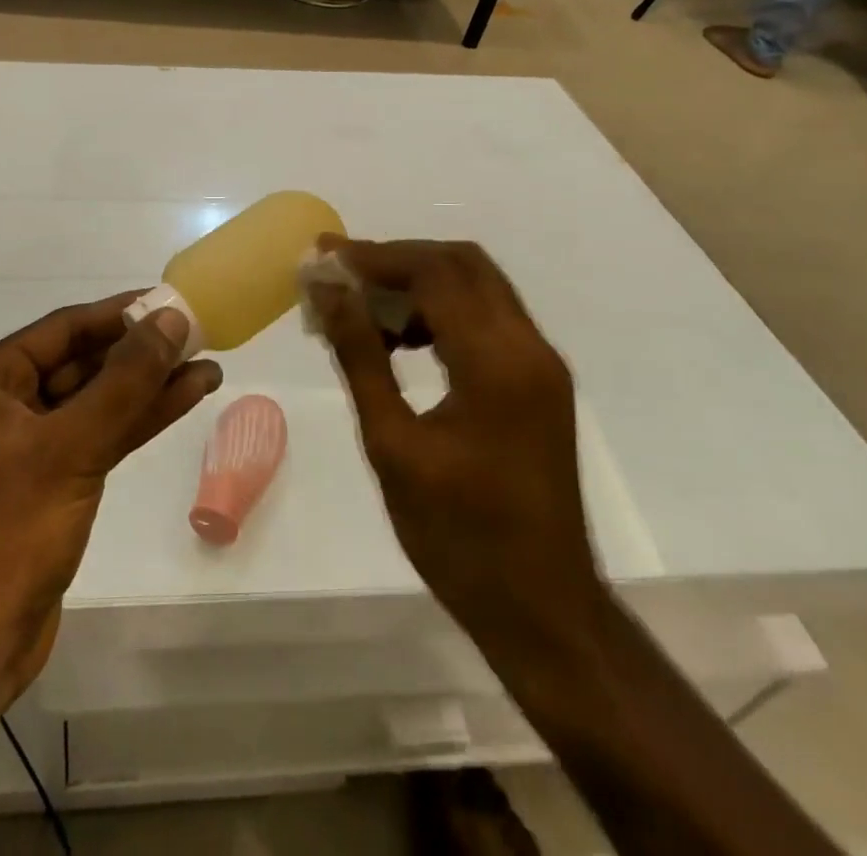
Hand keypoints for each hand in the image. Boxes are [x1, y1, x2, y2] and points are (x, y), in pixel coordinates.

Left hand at [0, 296, 222, 695]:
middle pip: (83, 362)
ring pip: (98, 401)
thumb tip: (170, 319)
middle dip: (141, 351)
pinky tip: (185, 400)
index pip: (64, 328)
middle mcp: (4, 404)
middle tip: (199, 334)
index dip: (121, 313)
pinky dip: (139, 420)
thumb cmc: (8, 533)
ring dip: (150, 385)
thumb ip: (125, 380)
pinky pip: (100, 435)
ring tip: (207, 365)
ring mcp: (28, 445)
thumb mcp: (71, 447)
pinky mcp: (52, 482)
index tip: (173, 301)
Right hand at [305, 238, 601, 645]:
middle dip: (398, 259)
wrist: (543, 609)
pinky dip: (442, 310)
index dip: (374, 257)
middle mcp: (529, 347)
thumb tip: (329, 292)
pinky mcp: (539, 382)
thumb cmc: (458, 537)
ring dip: (420, 282)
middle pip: (462, 263)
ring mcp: (540, 364)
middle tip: (342, 274)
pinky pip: (487, 318)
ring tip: (363, 308)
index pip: (434, 272)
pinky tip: (402, 339)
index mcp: (496, 362)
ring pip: (477, 286)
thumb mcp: (393, 445)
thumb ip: (360, 356)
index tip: (323, 259)